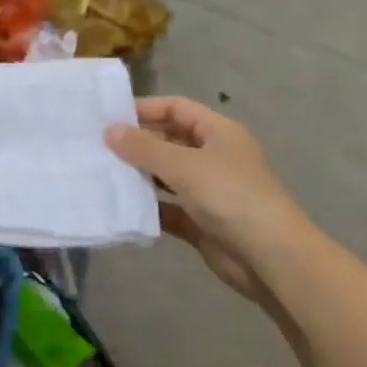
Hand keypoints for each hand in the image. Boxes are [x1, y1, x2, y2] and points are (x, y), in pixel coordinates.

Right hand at [105, 97, 308, 306]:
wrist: (269, 257)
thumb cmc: (230, 197)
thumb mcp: (184, 165)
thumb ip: (144, 148)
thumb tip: (109, 130)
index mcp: (218, 132)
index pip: (176, 108)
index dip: (145, 109)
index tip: (108, 117)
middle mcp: (213, 157)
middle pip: (169, 141)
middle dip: (137, 143)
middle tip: (97, 147)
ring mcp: (207, 191)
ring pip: (165, 176)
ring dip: (138, 175)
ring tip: (101, 173)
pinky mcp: (200, 221)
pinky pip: (167, 208)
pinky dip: (147, 207)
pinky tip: (120, 207)